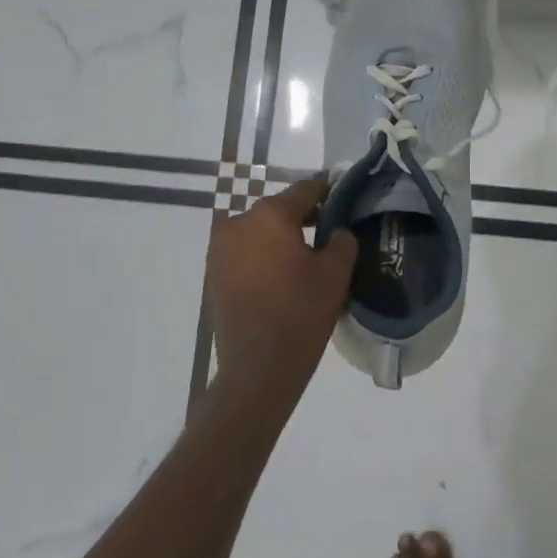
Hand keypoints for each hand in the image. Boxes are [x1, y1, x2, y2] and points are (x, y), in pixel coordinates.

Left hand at [207, 175, 357, 394]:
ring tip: (304, 257)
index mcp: (270, 215)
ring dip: (280, 238)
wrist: (258, 367)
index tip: (343, 193)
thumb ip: (342, 240)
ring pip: (259, 232)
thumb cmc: (301, 313)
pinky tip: (281, 276)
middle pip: (278, 210)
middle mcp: (238, 222)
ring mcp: (220, 249)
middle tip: (329, 231)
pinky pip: (244, 253)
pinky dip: (262, 256)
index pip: (305, 190)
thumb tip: (337, 231)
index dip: (328, 190)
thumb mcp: (335, 274)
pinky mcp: (213, 273)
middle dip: (303, 217)